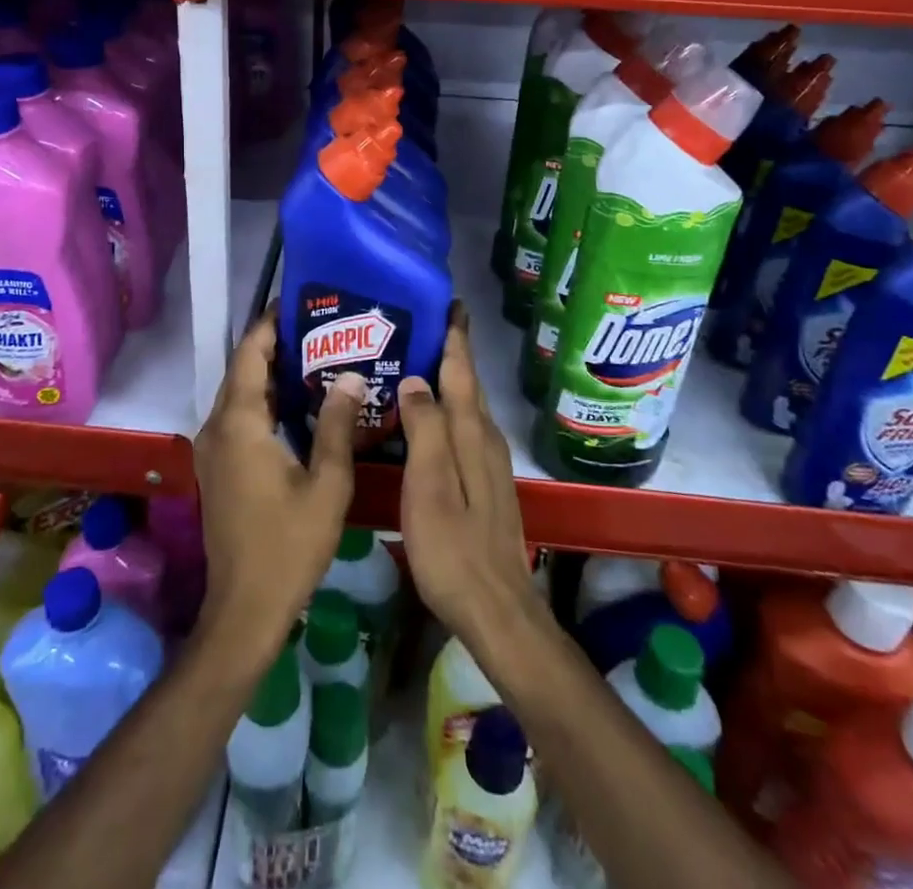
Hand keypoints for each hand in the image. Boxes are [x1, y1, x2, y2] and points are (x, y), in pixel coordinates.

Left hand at [192, 310, 360, 660]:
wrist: (245, 608)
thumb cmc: (289, 545)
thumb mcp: (326, 484)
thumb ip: (336, 424)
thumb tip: (351, 375)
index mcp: (239, 423)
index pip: (250, 354)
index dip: (269, 324)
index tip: (298, 302)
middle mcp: (217, 427)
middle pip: (243, 370)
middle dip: (275, 344)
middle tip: (320, 327)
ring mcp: (213, 449)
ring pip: (240, 394)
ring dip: (270, 373)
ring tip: (316, 356)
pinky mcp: (217, 468)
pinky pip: (238, 417)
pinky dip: (264, 400)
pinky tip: (298, 403)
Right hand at [398, 305, 539, 655]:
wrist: (496, 609)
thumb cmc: (453, 547)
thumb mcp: (430, 484)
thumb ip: (424, 428)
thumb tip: (416, 378)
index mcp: (471, 433)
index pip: (462, 372)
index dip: (455, 337)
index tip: (451, 303)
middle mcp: (486, 440)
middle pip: (468, 386)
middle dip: (451, 353)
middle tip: (423, 325)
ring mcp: (490, 464)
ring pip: (468, 409)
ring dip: (449, 382)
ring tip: (419, 363)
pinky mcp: (487, 485)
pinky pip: (466, 431)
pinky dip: (449, 412)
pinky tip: (430, 420)